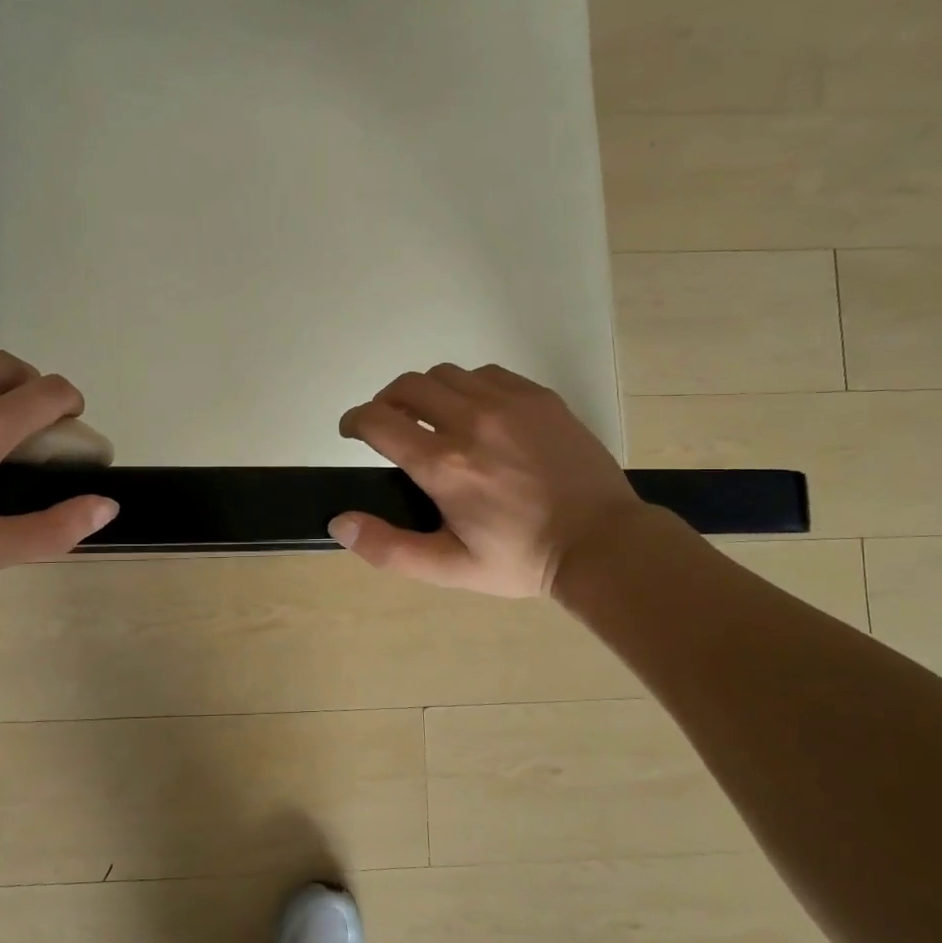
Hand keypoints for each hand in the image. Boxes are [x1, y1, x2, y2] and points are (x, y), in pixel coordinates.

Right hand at [330, 364, 644, 597]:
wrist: (602, 543)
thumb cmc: (520, 559)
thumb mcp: (449, 568)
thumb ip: (388, 548)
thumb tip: (339, 521)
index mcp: (444, 465)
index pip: (378, 420)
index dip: (354, 421)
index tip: (352, 431)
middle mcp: (471, 422)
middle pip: (407, 385)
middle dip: (386, 401)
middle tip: (388, 425)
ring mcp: (509, 403)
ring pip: (446, 374)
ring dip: (426, 393)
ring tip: (432, 419)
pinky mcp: (539, 397)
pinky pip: (486, 374)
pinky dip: (467, 387)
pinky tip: (476, 413)